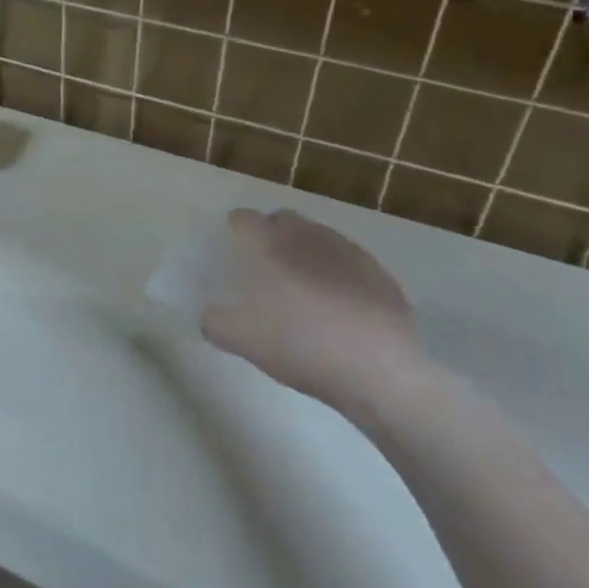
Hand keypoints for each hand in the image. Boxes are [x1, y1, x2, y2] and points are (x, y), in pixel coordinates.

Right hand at [201, 208, 419, 411]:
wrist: (378, 368)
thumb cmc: (300, 344)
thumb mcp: (243, 341)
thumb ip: (216, 323)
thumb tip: (210, 315)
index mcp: (268, 244)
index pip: (244, 219)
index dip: (236, 230)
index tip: (234, 250)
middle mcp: (306, 236)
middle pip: (282, 219)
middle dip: (271, 233)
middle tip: (266, 267)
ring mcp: (346, 249)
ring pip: (317, 237)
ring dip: (305, 251)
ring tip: (304, 288)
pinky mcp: (377, 270)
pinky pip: (347, 260)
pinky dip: (337, 272)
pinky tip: (339, 306)